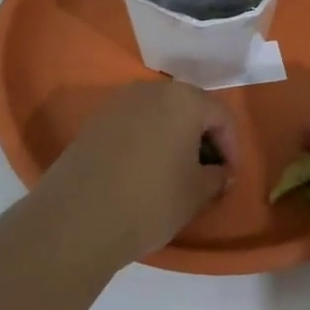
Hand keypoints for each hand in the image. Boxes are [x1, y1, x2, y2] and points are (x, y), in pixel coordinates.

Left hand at [35, 79, 236, 260]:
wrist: (77, 219)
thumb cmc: (151, 201)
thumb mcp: (197, 192)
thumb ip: (217, 176)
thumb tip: (219, 172)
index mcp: (183, 99)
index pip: (221, 116)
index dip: (232, 148)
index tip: (229, 178)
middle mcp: (151, 90)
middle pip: (189, 108)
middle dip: (203, 138)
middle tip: (207, 173)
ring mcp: (118, 104)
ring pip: (159, 115)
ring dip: (174, 138)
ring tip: (176, 173)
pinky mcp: (94, 122)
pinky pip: (133, 125)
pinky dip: (147, 142)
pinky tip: (145, 172)